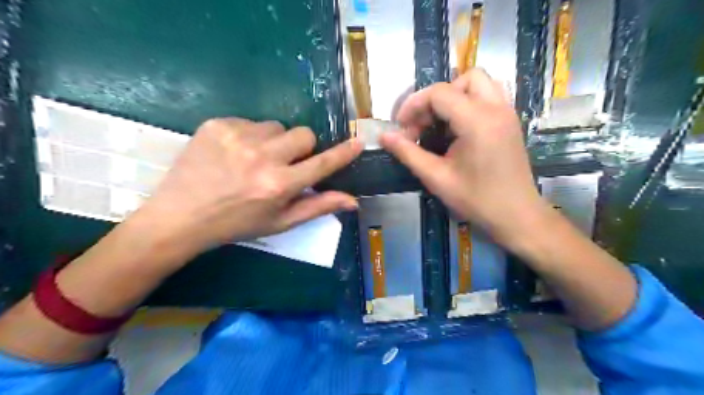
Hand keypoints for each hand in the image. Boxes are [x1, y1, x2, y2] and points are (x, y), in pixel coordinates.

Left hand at [137, 117, 361, 254]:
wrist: (180, 216)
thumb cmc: (237, 224)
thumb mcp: (280, 222)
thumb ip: (318, 207)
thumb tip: (353, 201)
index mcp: (279, 185)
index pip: (322, 163)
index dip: (343, 153)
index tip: (358, 141)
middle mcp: (262, 157)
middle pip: (303, 134)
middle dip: (301, 148)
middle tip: (285, 164)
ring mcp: (237, 136)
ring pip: (276, 127)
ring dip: (274, 142)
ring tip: (254, 160)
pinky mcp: (217, 124)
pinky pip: (250, 122)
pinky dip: (249, 136)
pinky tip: (233, 154)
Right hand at [383, 67, 546, 250]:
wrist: (516, 216)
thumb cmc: (476, 200)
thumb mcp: (436, 178)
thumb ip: (408, 153)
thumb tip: (384, 136)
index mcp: (477, 121)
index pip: (439, 93)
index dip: (413, 105)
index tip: (401, 127)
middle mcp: (496, 108)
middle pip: (461, 79)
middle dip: (435, 98)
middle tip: (422, 125)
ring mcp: (507, 112)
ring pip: (478, 83)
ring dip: (454, 95)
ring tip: (440, 123)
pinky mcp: (510, 121)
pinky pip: (488, 96)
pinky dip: (468, 102)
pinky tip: (457, 129)